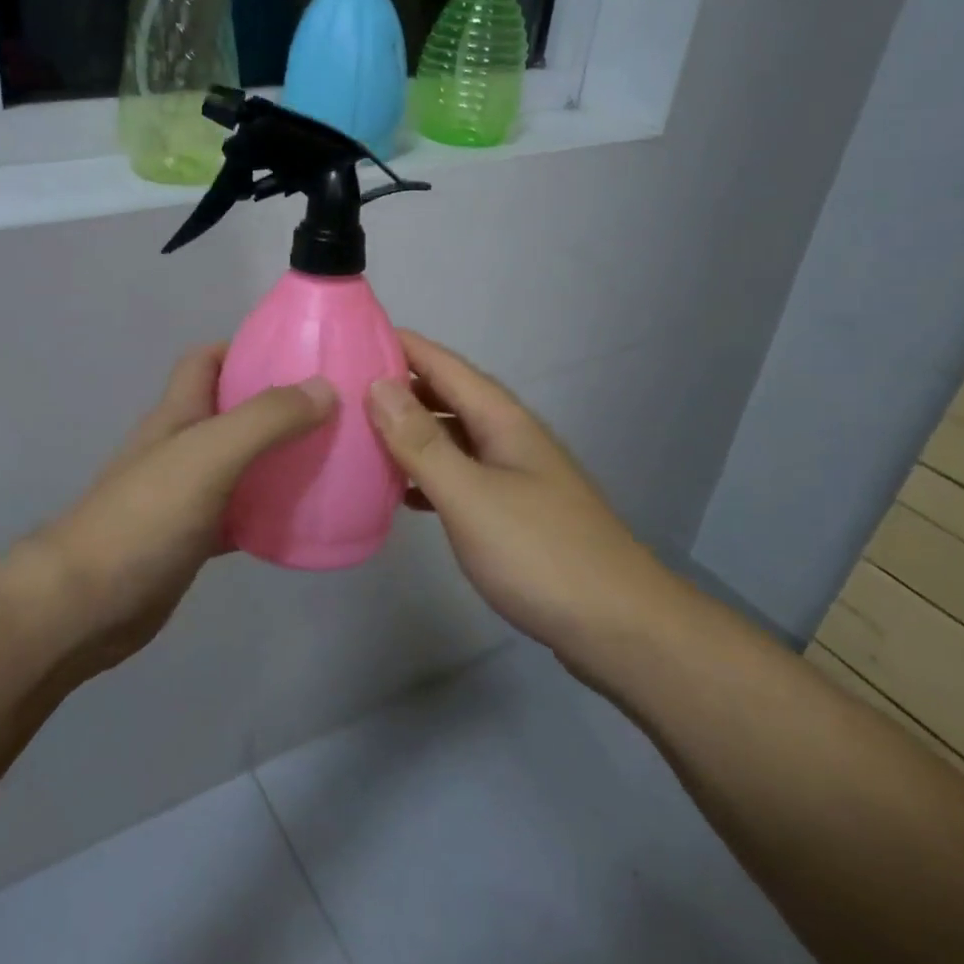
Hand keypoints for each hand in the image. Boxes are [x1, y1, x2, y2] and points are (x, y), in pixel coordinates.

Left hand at [30, 345, 335, 670]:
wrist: (87, 604)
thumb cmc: (144, 517)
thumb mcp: (208, 456)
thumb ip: (264, 420)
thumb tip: (325, 387)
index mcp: (177, 415)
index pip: (206, 361)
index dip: (244, 348)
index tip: (297, 355)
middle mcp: (180, 447)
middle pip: (230, 411)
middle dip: (275, 405)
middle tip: (330, 411)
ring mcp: (184, 495)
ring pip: (239, 464)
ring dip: (276, 459)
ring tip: (330, 460)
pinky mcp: (191, 539)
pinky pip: (239, 515)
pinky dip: (267, 512)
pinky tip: (302, 521)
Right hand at [365, 331, 674, 676]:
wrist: (620, 629)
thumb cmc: (540, 554)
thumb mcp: (470, 495)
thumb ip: (422, 442)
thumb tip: (378, 385)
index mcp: (502, 420)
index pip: (444, 364)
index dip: (401, 345)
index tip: (351, 334)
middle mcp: (509, 437)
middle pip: (447, 396)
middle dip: (398, 386)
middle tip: (342, 387)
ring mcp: (514, 475)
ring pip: (452, 437)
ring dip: (409, 431)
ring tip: (361, 434)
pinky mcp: (513, 511)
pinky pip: (460, 475)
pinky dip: (427, 474)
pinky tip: (402, 492)